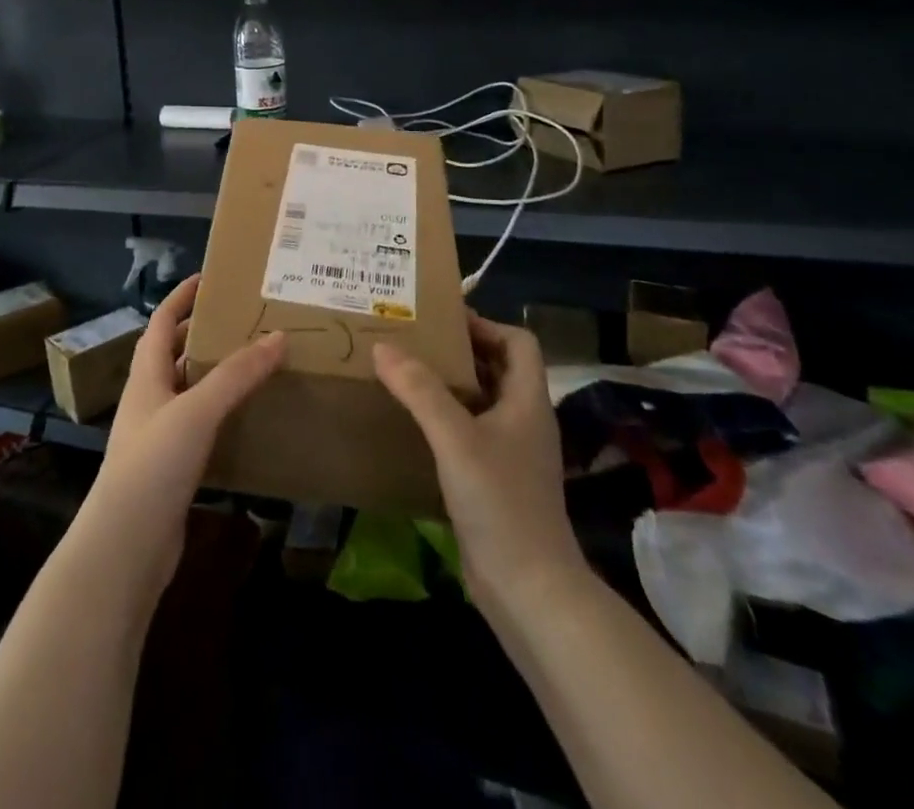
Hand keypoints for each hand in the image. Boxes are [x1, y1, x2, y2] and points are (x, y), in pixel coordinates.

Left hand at [79, 274, 286, 595]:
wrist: (126, 546)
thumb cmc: (153, 464)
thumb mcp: (197, 411)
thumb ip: (236, 375)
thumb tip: (278, 336)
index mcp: (146, 376)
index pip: (161, 322)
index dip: (181, 297)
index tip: (209, 278)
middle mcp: (149, 399)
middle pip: (174, 354)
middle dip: (202, 333)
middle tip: (242, 319)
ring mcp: (158, 435)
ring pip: (188, 390)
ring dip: (214, 373)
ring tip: (252, 361)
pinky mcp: (171, 467)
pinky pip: (199, 426)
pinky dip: (220, 413)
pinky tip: (247, 418)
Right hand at [373, 313, 584, 620]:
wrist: (529, 591)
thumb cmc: (500, 502)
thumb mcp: (456, 439)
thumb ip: (420, 390)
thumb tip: (383, 347)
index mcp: (527, 401)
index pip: (519, 342)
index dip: (486, 325)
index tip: (443, 322)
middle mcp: (524, 421)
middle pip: (498, 368)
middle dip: (460, 351)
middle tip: (414, 342)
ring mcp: (512, 454)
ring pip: (482, 402)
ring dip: (450, 385)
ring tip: (406, 375)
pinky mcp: (496, 481)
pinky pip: (470, 434)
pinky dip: (446, 420)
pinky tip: (413, 426)